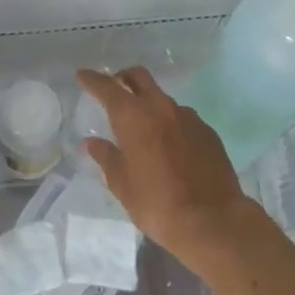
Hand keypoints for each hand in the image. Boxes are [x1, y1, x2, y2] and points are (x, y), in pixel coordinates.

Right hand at [75, 66, 260, 268]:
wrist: (213, 220)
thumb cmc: (158, 204)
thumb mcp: (123, 186)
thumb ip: (107, 158)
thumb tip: (92, 143)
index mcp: (134, 117)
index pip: (108, 87)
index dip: (93, 79)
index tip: (82, 75)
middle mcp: (161, 107)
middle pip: (139, 77)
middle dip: (123, 77)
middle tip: (114, 88)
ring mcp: (188, 117)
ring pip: (162, 98)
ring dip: (149, 103)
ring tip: (143, 127)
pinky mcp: (207, 131)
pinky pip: (183, 117)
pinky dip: (170, 122)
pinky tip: (170, 145)